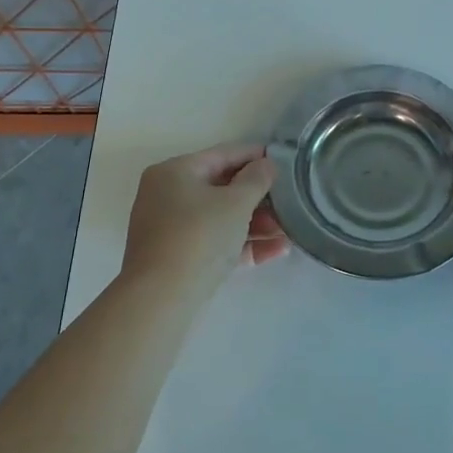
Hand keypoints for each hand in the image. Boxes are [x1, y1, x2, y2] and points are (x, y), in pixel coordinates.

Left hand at [122, 143, 288, 303]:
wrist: (162, 297)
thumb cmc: (199, 236)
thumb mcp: (235, 203)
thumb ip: (256, 179)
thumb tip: (266, 164)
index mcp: (174, 172)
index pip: (221, 155)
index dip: (254, 155)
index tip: (282, 158)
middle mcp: (166, 195)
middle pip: (221, 189)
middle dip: (258, 197)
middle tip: (289, 200)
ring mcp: (170, 229)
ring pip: (220, 218)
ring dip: (256, 224)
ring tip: (288, 231)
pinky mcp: (177, 258)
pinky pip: (215, 242)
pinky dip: (242, 244)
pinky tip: (276, 251)